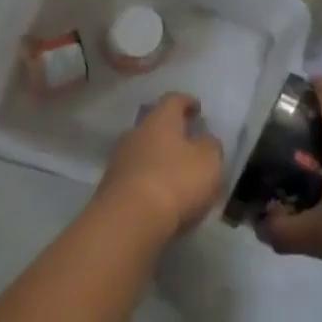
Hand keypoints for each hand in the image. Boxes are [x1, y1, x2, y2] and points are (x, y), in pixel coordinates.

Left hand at [94, 93, 225, 242]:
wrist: (128, 221)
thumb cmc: (175, 181)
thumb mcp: (209, 161)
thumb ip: (210, 146)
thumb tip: (204, 141)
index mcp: (160, 120)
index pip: (173, 100)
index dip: (187, 102)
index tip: (197, 108)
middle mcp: (136, 134)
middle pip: (154, 126)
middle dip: (171, 134)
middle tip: (188, 144)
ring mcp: (119, 161)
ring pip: (143, 153)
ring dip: (159, 160)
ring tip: (177, 176)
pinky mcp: (110, 189)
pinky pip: (135, 178)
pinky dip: (149, 183)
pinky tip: (162, 199)